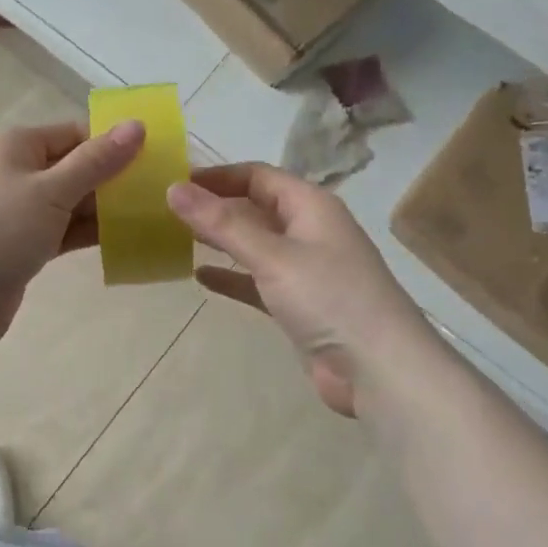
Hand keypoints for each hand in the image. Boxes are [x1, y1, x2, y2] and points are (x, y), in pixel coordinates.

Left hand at [0, 120, 144, 343]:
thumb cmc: (0, 229)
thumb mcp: (52, 190)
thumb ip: (96, 161)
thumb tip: (136, 125)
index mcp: (14, 145)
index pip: (73, 134)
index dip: (112, 143)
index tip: (154, 159)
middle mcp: (12, 171)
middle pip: (72, 167)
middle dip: (111, 179)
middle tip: (159, 192)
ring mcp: (14, 210)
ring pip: (67, 202)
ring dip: (102, 209)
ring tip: (149, 216)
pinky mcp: (18, 244)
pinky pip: (59, 230)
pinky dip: (85, 233)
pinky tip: (121, 240)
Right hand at [167, 163, 427, 416]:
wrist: (380, 370)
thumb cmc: (329, 298)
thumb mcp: (272, 256)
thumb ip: (222, 223)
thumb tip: (173, 189)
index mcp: (310, 206)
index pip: (257, 176)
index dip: (217, 176)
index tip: (175, 181)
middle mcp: (309, 230)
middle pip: (255, 208)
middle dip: (215, 207)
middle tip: (167, 210)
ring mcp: (305, 269)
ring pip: (255, 244)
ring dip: (221, 240)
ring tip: (177, 237)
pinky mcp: (299, 304)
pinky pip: (257, 281)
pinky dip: (232, 276)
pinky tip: (202, 278)